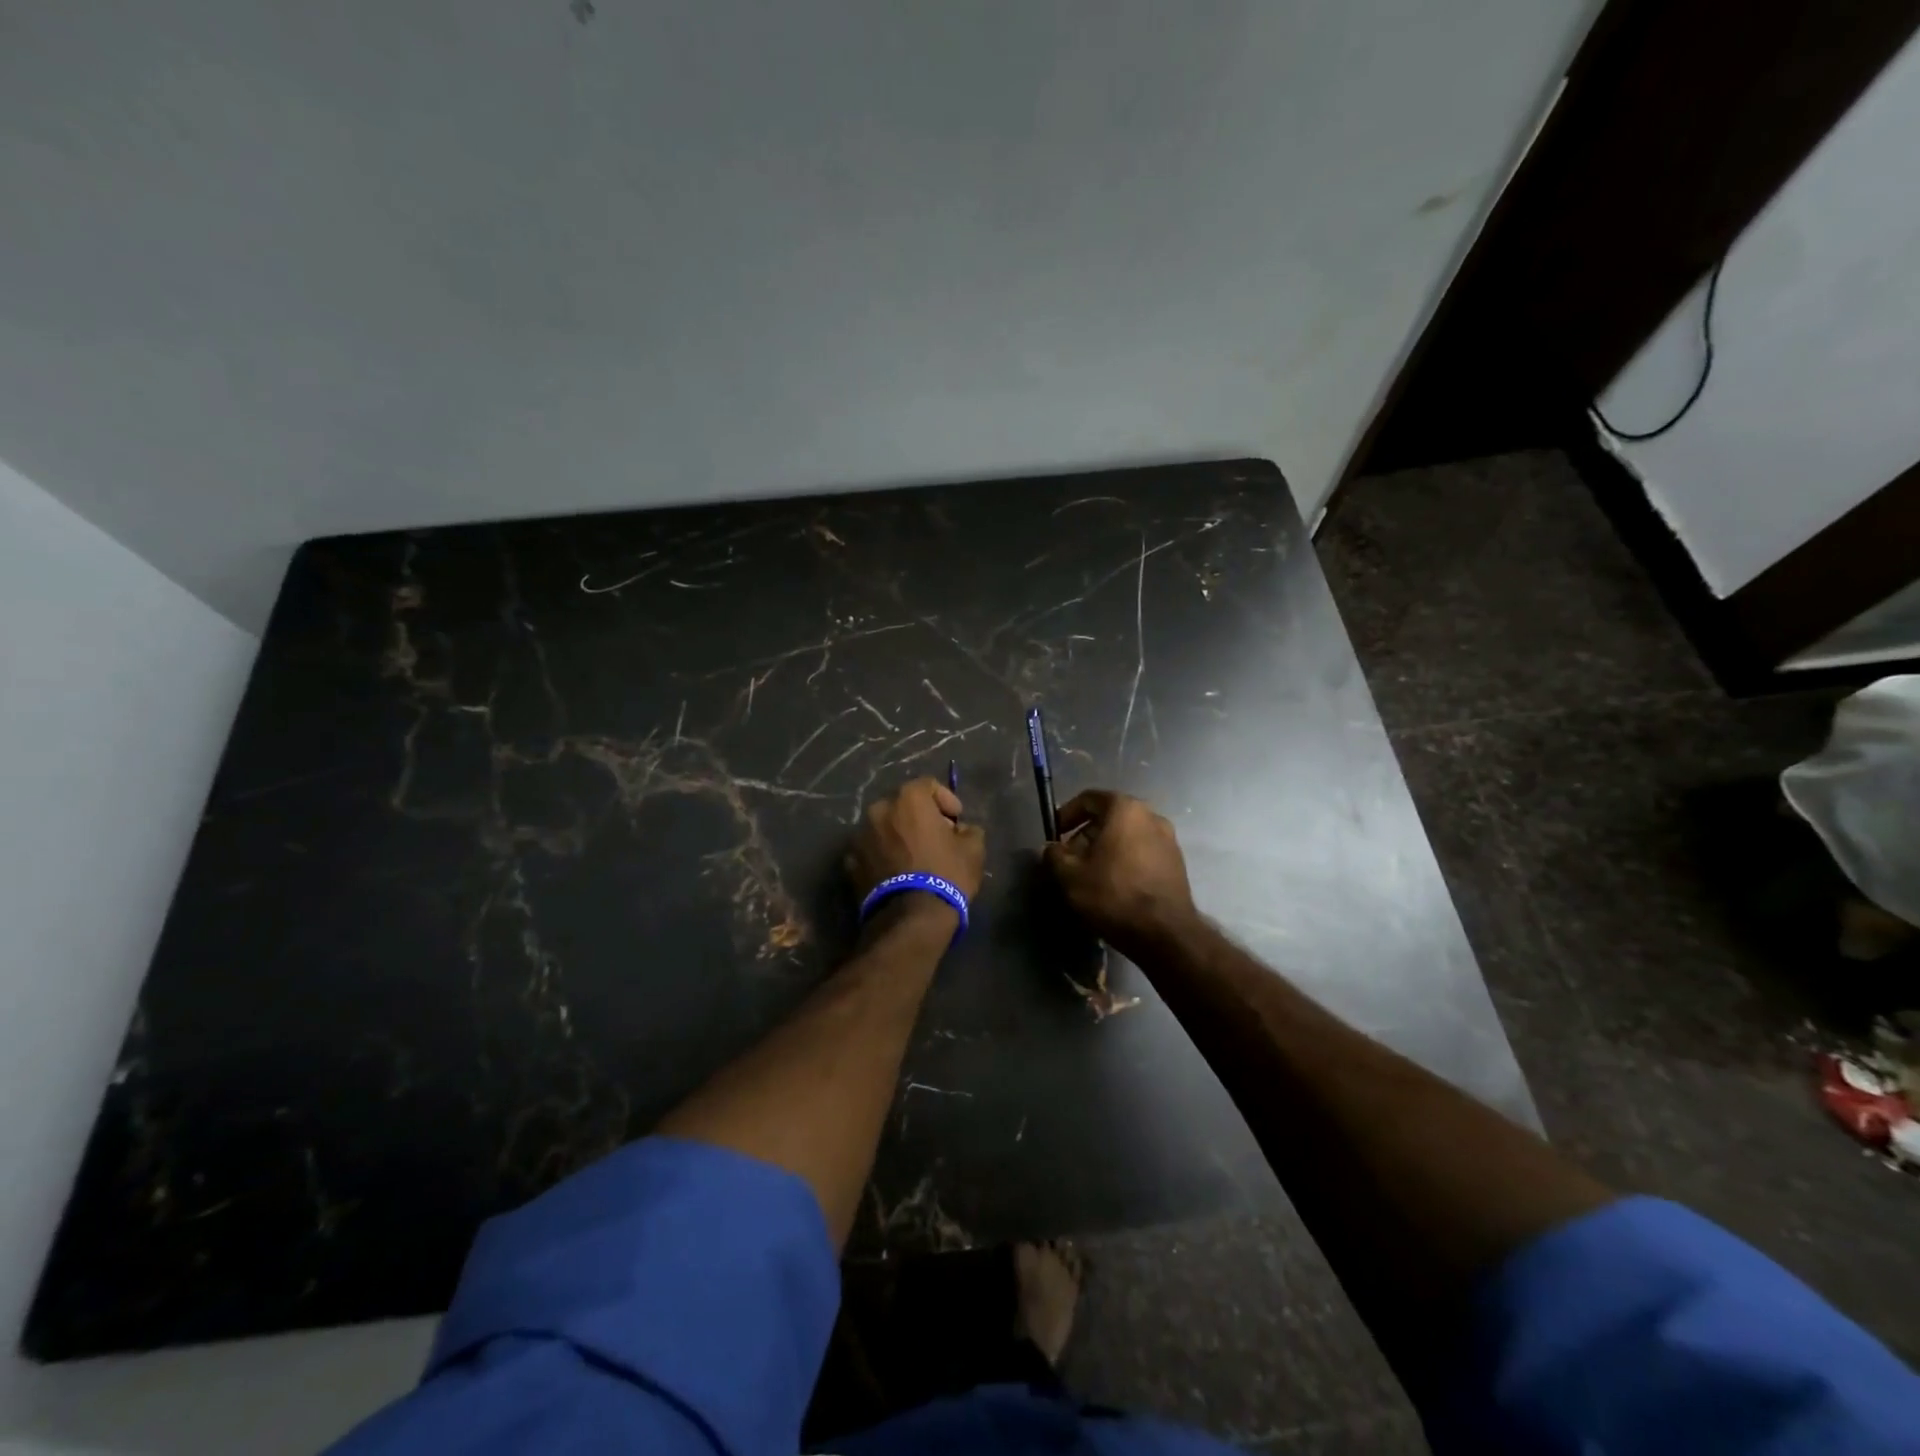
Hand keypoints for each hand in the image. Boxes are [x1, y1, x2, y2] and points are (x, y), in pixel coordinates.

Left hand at [846, 777, 986, 908]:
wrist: (911, 918)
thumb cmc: (946, 874)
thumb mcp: (973, 850)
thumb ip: (968, 829)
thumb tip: (960, 829)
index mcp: (908, 799)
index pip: (928, 785)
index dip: (946, 799)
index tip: (956, 820)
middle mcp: (879, 810)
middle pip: (902, 805)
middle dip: (919, 817)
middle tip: (935, 837)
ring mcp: (860, 836)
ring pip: (884, 827)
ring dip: (898, 836)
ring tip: (914, 858)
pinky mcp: (850, 862)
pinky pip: (871, 850)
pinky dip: (882, 855)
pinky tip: (896, 873)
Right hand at [1043, 789, 1197, 954]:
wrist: (1165, 933)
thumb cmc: (1113, 894)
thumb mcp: (1070, 875)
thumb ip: (1054, 855)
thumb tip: (1051, 848)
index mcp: (1125, 809)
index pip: (1089, 799)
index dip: (1066, 814)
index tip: (1054, 835)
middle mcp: (1151, 816)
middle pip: (1109, 816)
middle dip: (1085, 834)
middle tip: (1070, 859)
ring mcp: (1168, 839)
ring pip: (1127, 835)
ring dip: (1105, 848)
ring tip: (1090, 874)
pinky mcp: (1177, 862)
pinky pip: (1142, 851)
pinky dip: (1125, 860)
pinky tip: (1114, 885)